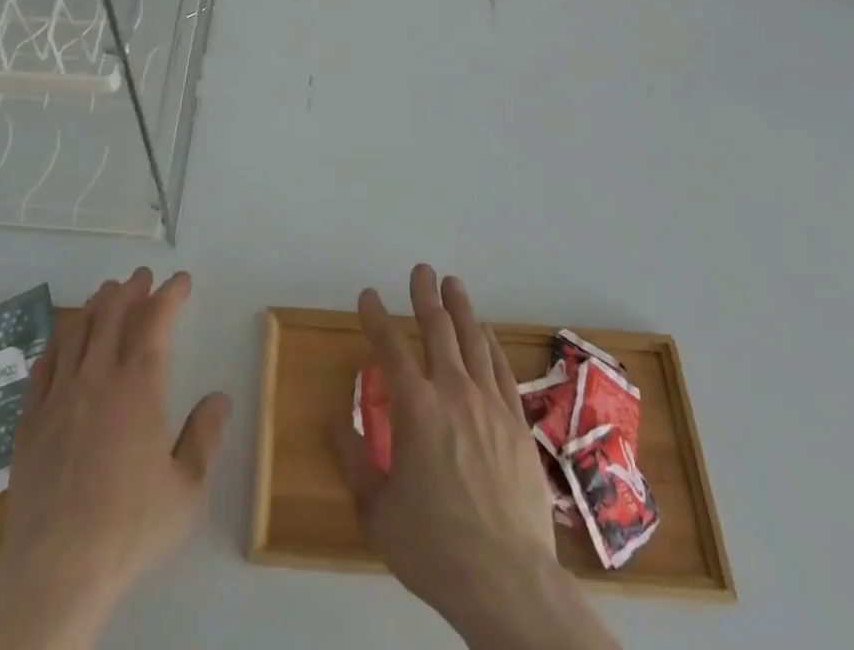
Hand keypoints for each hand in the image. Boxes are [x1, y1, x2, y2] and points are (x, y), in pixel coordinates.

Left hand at [0, 268, 230, 649]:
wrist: (56, 570)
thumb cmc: (129, 529)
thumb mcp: (187, 491)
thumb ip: (205, 437)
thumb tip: (219, 398)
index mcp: (138, 387)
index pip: (155, 322)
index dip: (169, 295)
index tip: (181, 280)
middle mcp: (97, 378)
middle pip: (111, 314)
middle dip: (130, 289)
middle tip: (142, 277)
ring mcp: (58, 396)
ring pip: (75, 330)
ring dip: (94, 305)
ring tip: (106, 295)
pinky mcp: (30, 420)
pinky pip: (44, 364)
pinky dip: (59, 340)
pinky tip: (64, 339)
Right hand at [332, 265, 617, 649]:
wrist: (508, 582)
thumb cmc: (434, 547)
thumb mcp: (376, 511)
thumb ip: (354, 460)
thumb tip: (336, 420)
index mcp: (415, 408)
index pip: (390, 346)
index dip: (376, 316)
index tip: (368, 295)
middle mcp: (453, 392)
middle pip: (437, 329)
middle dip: (424, 295)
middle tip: (421, 270)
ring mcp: (489, 405)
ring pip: (473, 341)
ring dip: (460, 308)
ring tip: (453, 284)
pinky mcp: (517, 423)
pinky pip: (502, 370)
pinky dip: (490, 344)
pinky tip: (486, 333)